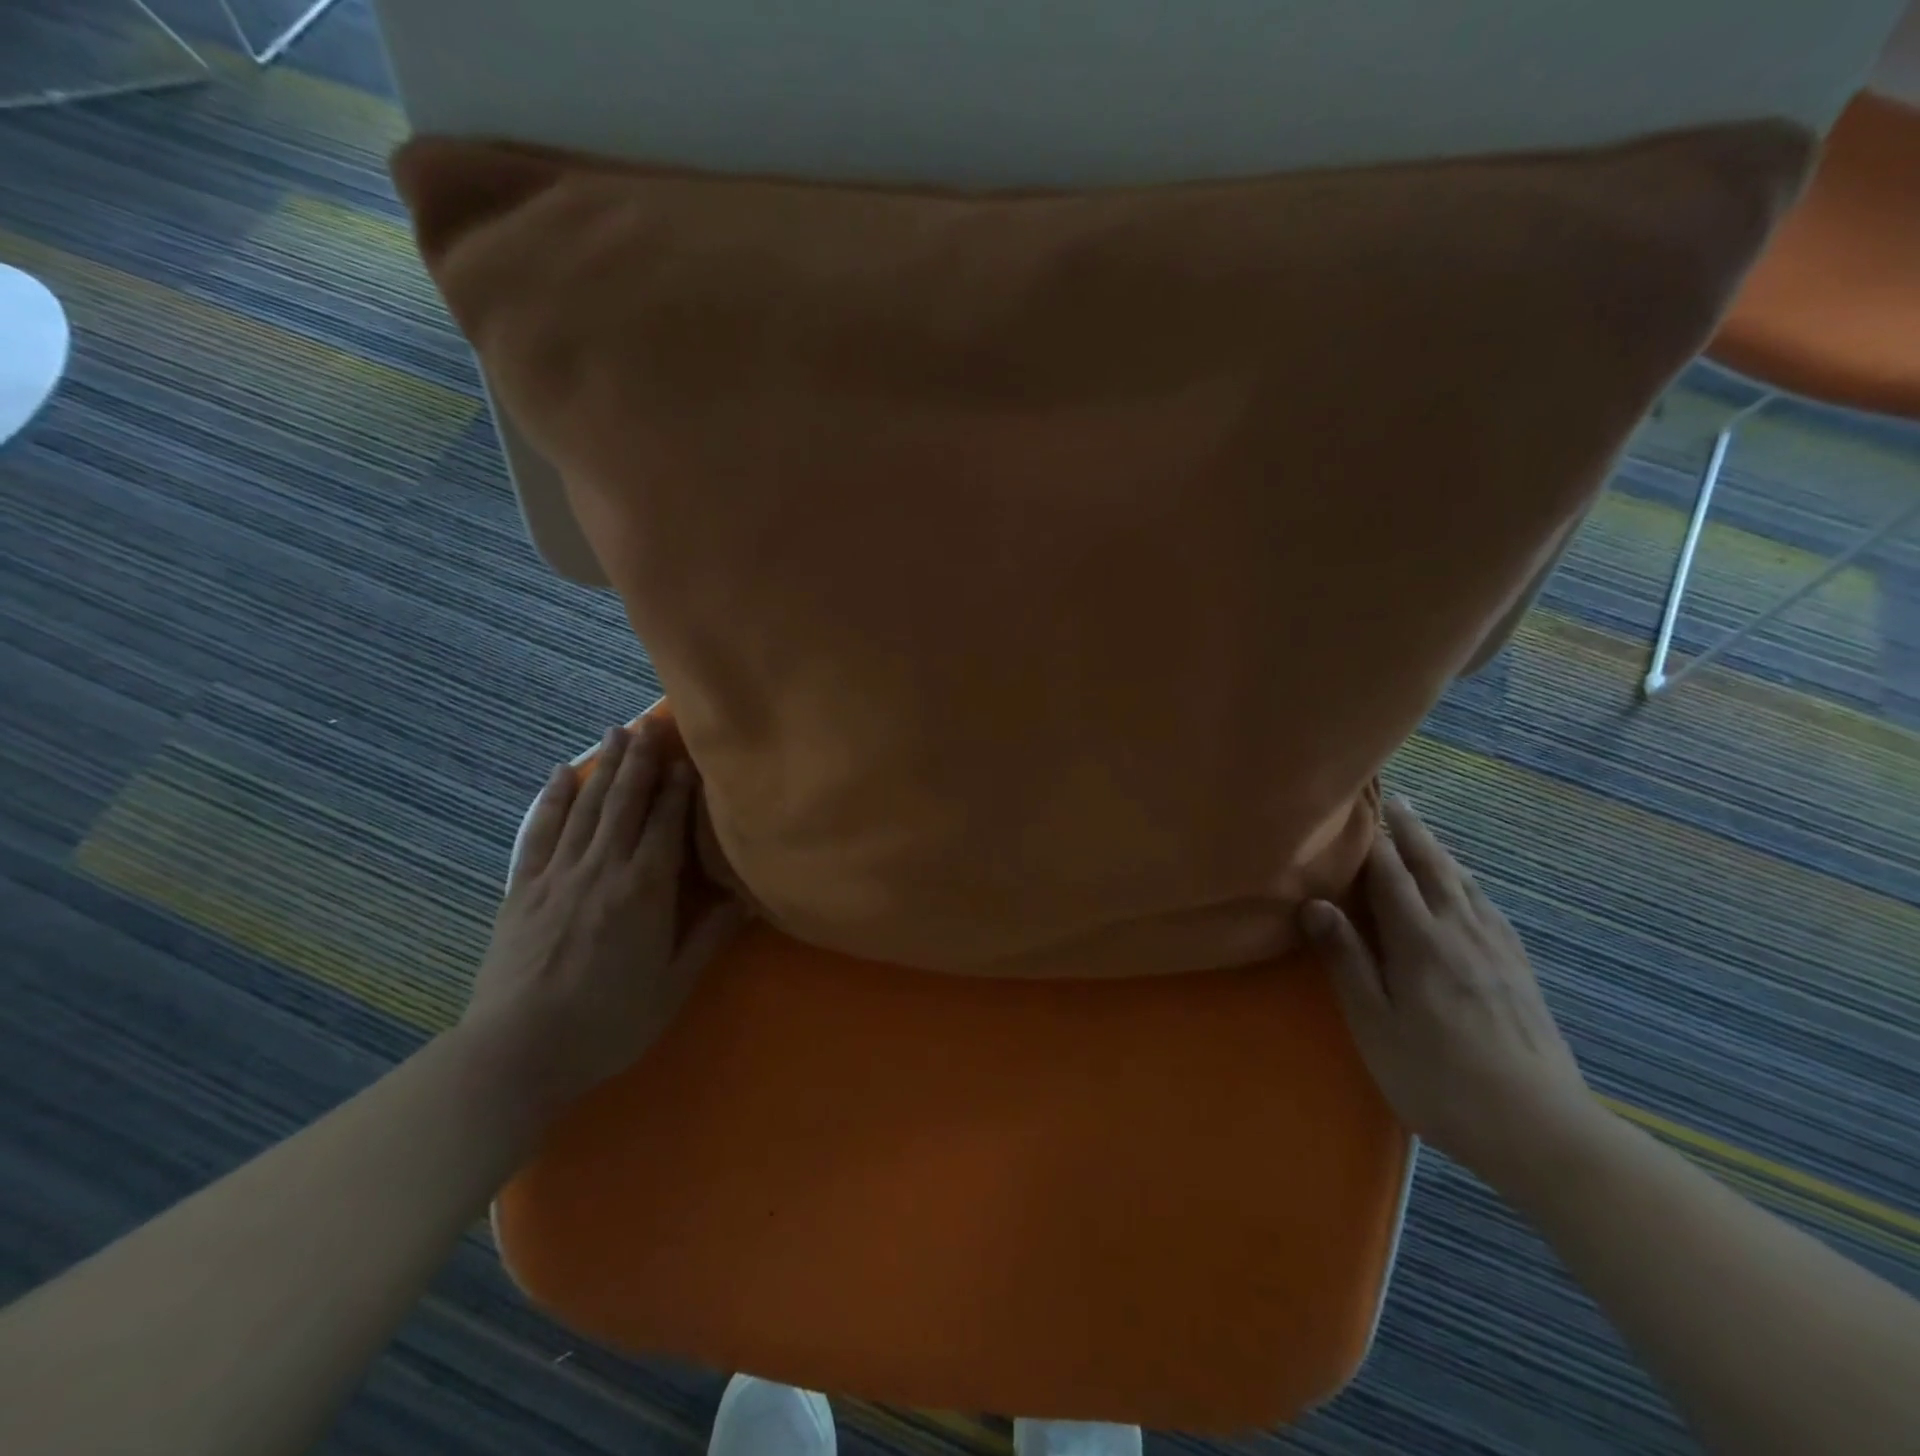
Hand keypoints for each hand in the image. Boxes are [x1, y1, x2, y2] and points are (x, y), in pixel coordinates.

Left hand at [463, 721, 746, 1115]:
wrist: (516, 1052)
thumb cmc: (608, 1022)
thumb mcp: (673, 986)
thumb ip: (710, 936)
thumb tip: (748, 898)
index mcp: (645, 890)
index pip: (666, 823)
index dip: (679, 787)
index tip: (688, 756)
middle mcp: (603, 869)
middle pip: (626, 802)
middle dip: (641, 760)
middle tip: (651, 722)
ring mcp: (559, 875)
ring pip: (587, 807)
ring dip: (604, 766)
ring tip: (616, 731)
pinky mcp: (524, 889)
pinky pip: (540, 832)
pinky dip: (551, 799)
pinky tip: (560, 773)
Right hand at [1300, 797, 1597, 1186]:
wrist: (1540, 1130)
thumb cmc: (1437, 1078)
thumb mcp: (1375, 1024)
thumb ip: (1346, 960)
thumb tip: (1316, 904)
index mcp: (1420, 943)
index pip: (1389, 875)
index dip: (1370, 839)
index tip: (1356, 806)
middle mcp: (1462, 933)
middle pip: (1433, 868)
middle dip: (1409, 832)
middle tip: (1393, 799)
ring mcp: (1497, 951)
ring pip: (1465, 884)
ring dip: (1440, 852)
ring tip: (1424, 831)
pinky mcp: (1520, 972)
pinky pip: (1490, 909)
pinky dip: (1471, 884)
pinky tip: (1470, 888)